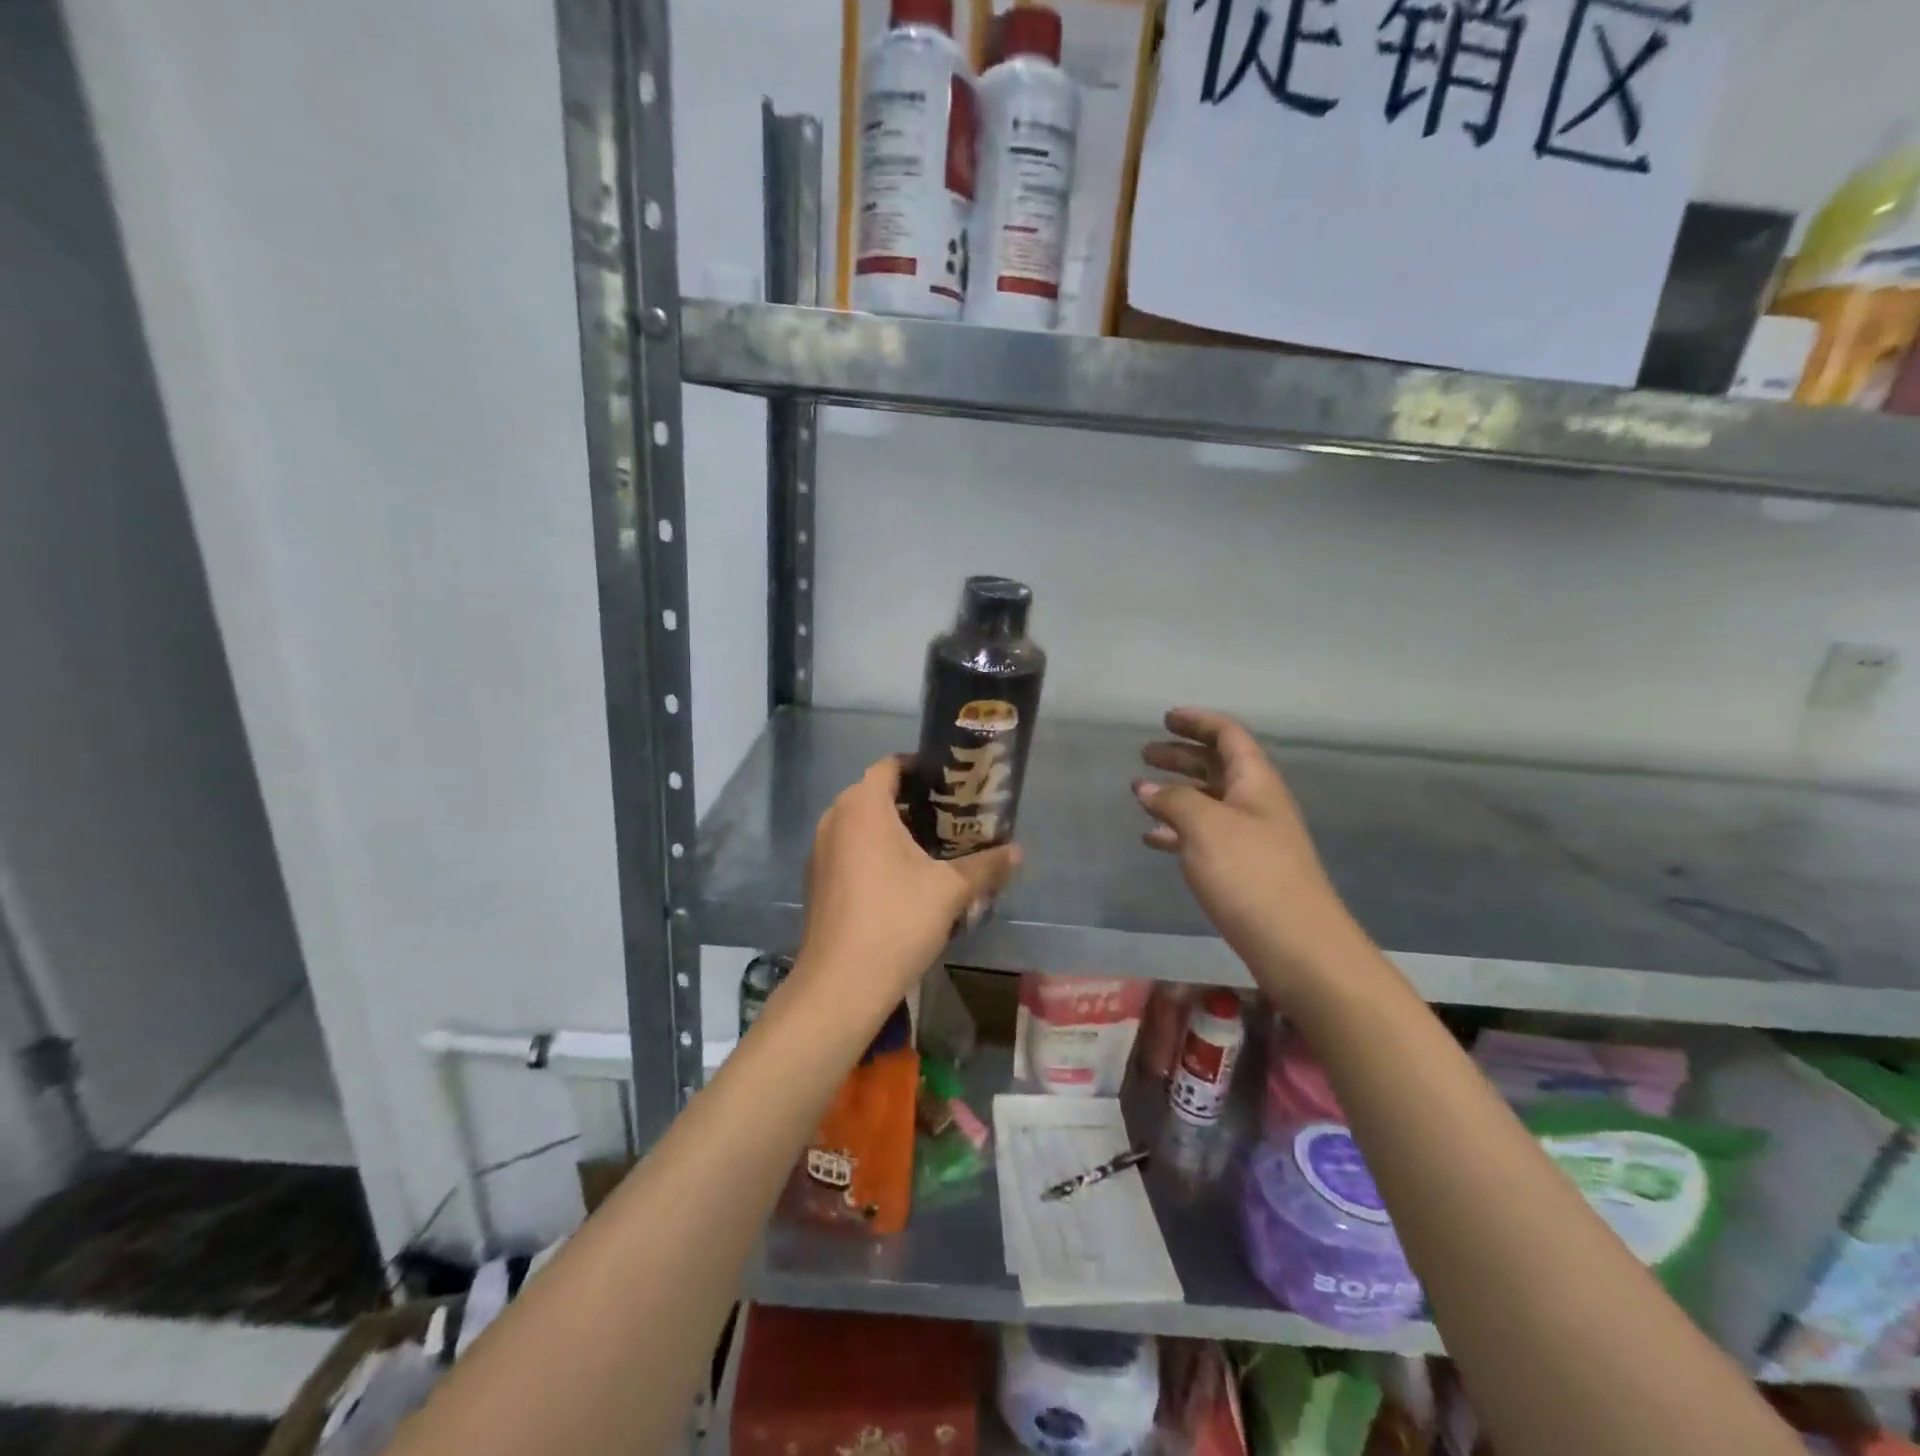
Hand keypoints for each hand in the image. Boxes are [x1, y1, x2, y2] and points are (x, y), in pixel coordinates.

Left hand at [793, 755, 1020, 1020]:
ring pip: (861, 824)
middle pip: (876, 794)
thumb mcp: (950, 891)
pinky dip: (874, 852)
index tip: (953, 783)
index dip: (922, 768)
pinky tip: (903, 880)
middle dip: (914, 802)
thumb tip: (1018, 851)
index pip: (891, 766)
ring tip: (933, 848)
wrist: (841, 984)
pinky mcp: (817, 880)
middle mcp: (834, 819)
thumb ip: (985, 865)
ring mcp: (820, 851)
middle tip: (952, 817)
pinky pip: (849, 850)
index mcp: (863, 806)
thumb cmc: (896, 921)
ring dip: (894, 829)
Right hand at [1134, 708, 1364, 1001]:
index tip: (1166, 718)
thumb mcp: (1205, 827)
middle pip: (1217, 766)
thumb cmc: (1251, 874)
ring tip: (1140, 794)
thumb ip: (1173, 800)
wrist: (1297, 945)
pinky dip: (1178, 830)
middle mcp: (1256, 803)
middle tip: (1145, 754)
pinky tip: (1153, 839)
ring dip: (1177, 793)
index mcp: (1255, 781)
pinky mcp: (1243, 870)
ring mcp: (1251, 837)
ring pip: (1209, 801)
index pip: (1228, 735)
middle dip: (1181, 756)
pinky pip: (1205, 836)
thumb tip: (1147, 788)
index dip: (1198, 722)